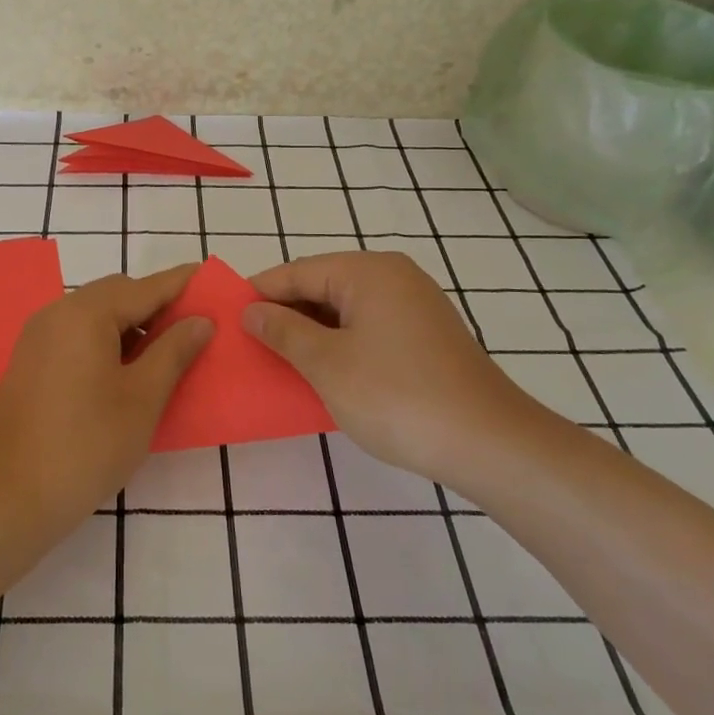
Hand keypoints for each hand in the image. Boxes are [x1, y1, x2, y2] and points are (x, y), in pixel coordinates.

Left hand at [0, 264, 213, 536]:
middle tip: (193, 330)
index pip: (145, 287)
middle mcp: (57, 314)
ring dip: (131, 326)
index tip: (212, 279)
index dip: (182, 284)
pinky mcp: (30, 363)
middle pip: (117, 295)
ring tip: (165, 356)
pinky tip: (126, 373)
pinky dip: (106, 342)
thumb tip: (200, 320)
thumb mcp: (143, 398)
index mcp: (86, 313)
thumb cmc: (86, 445)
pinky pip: (77, 336)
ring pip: (95, 316)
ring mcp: (38, 338)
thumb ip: (174, 351)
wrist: (8, 498)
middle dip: (156, 306)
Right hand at [244, 251, 546, 484]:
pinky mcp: (426, 336)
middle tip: (248, 341)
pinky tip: (321, 369)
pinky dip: (340, 343)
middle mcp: (394, 277)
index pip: (298, 272)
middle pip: (323, 286)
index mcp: (368, 272)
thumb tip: (251, 310)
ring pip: (346, 309)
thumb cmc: (396, 396)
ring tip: (277, 357)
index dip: (260, 292)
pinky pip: (368, 327)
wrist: (487, 442)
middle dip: (285, 312)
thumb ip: (283, 331)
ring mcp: (415, 306)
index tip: (226, 315)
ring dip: (311, 331)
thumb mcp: (327, 364)